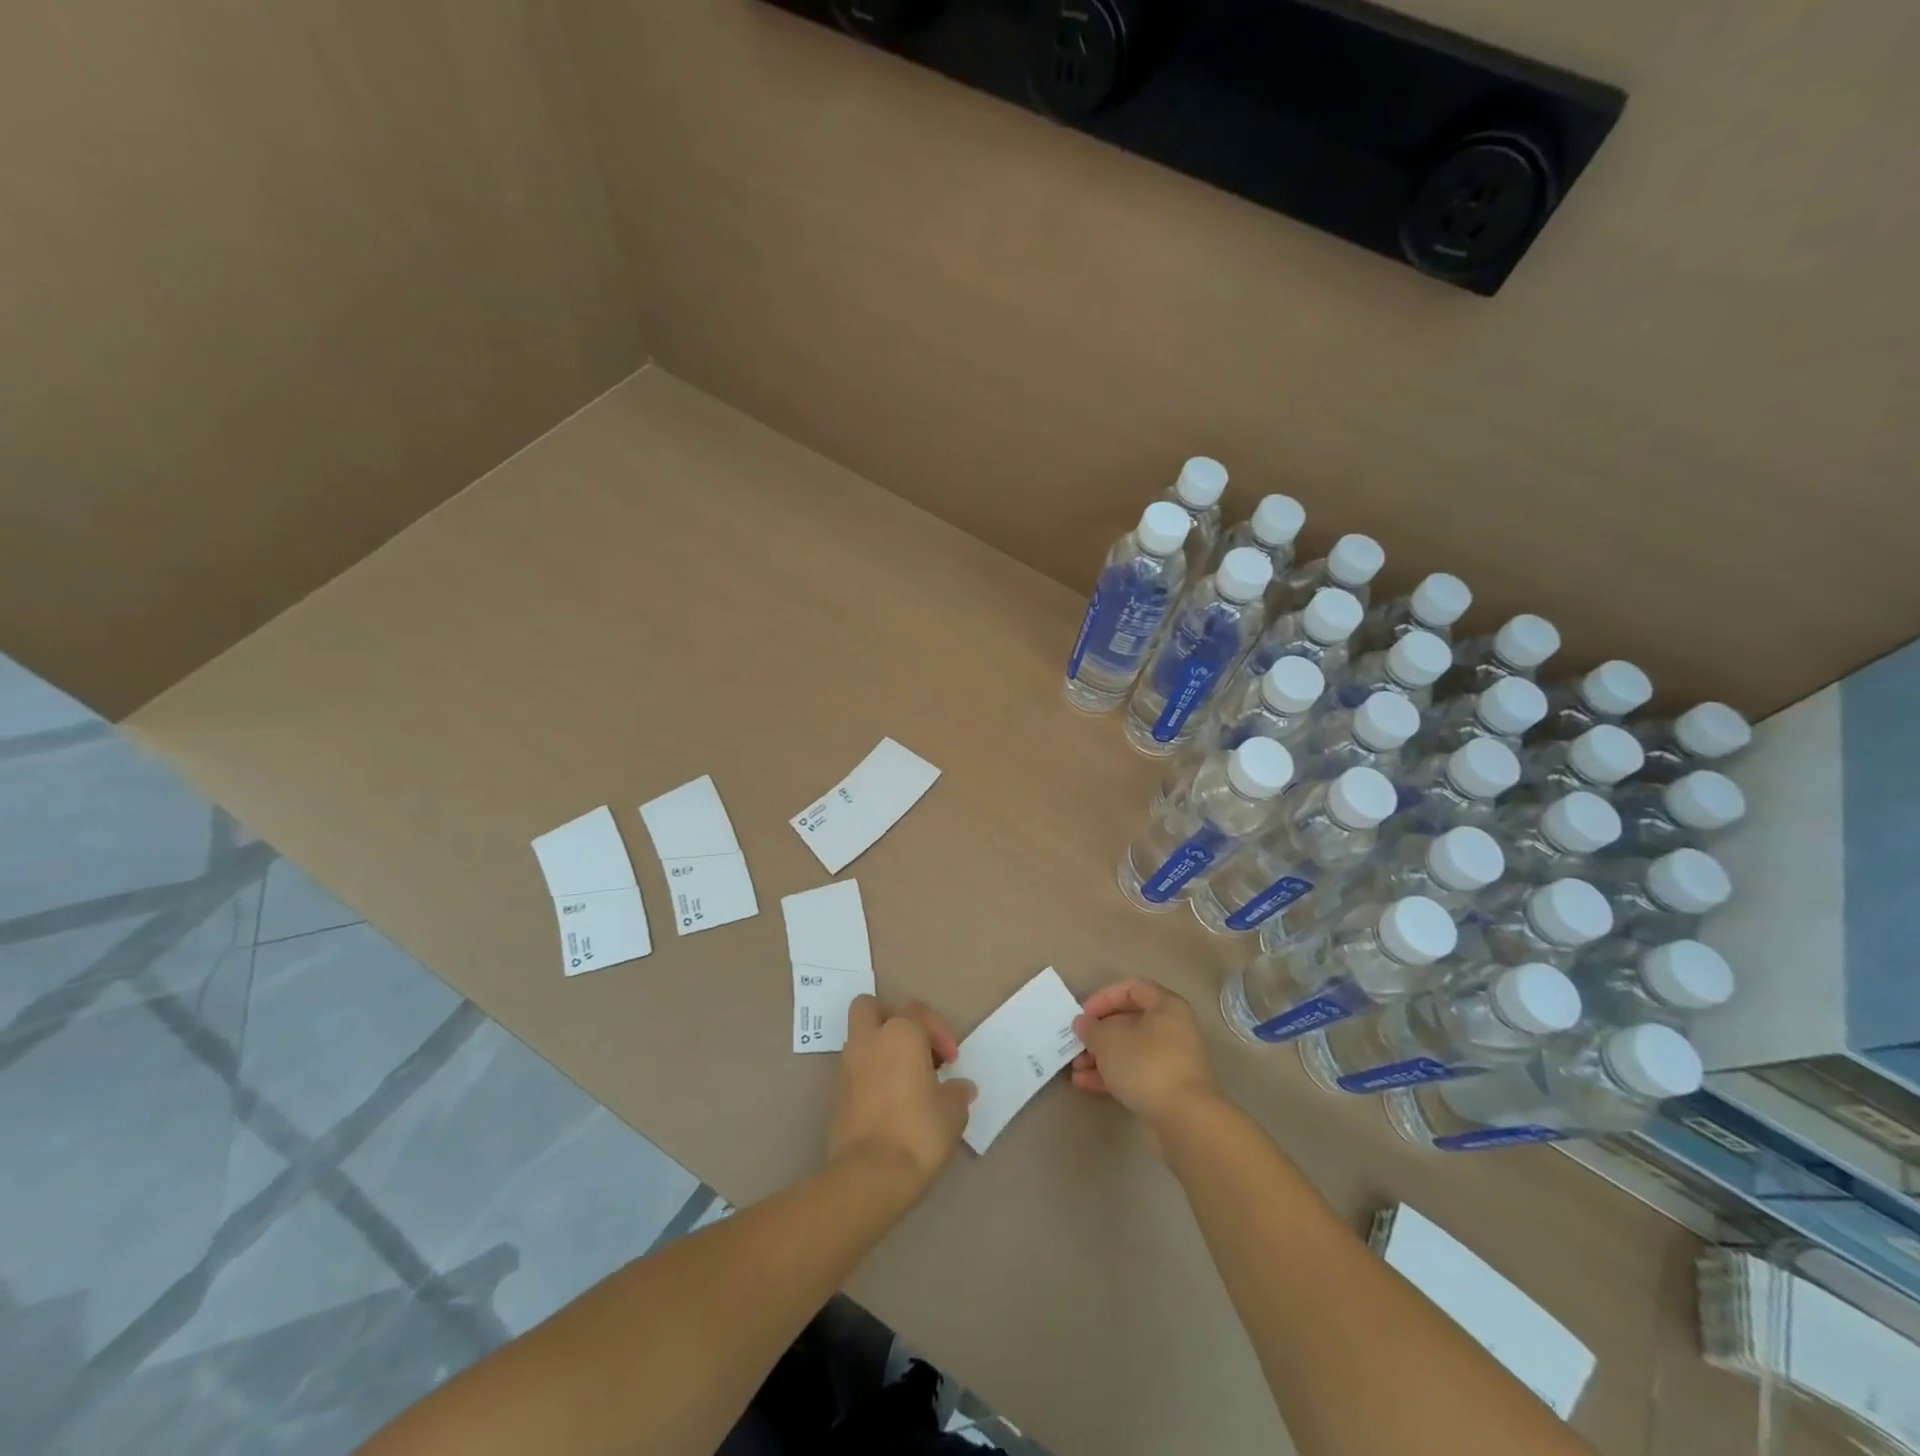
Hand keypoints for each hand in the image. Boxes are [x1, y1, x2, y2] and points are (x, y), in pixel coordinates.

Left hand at [829, 996, 975, 1196]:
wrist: (870, 1175)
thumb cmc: (918, 1131)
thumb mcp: (953, 1111)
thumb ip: (957, 1091)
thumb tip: (960, 1087)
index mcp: (900, 1033)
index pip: (918, 1011)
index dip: (939, 1032)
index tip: (951, 1061)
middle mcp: (869, 1040)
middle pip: (871, 1007)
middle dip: (891, 1019)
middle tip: (914, 1047)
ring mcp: (848, 1066)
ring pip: (860, 1038)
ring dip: (881, 1048)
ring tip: (907, 1079)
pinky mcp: (837, 1094)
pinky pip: (856, 1069)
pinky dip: (871, 1074)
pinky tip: (892, 1100)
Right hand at [1071, 979, 1219, 1132]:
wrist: (1185, 1119)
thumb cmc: (1146, 1065)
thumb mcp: (1109, 1041)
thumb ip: (1091, 1028)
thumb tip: (1083, 1023)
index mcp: (1166, 1007)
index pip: (1132, 989)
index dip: (1104, 998)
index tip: (1083, 1015)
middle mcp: (1174, 1029)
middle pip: (1129, 1022)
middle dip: (1098, 1033)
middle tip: (1076, 1043)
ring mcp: (1173, 1060)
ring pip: (1130, 1050)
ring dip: (1101, 1057)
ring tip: (1075, 1068)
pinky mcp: (1168, 1088)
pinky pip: (1136, 1072)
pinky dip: (1112, 1075)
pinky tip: (1084, 1084)